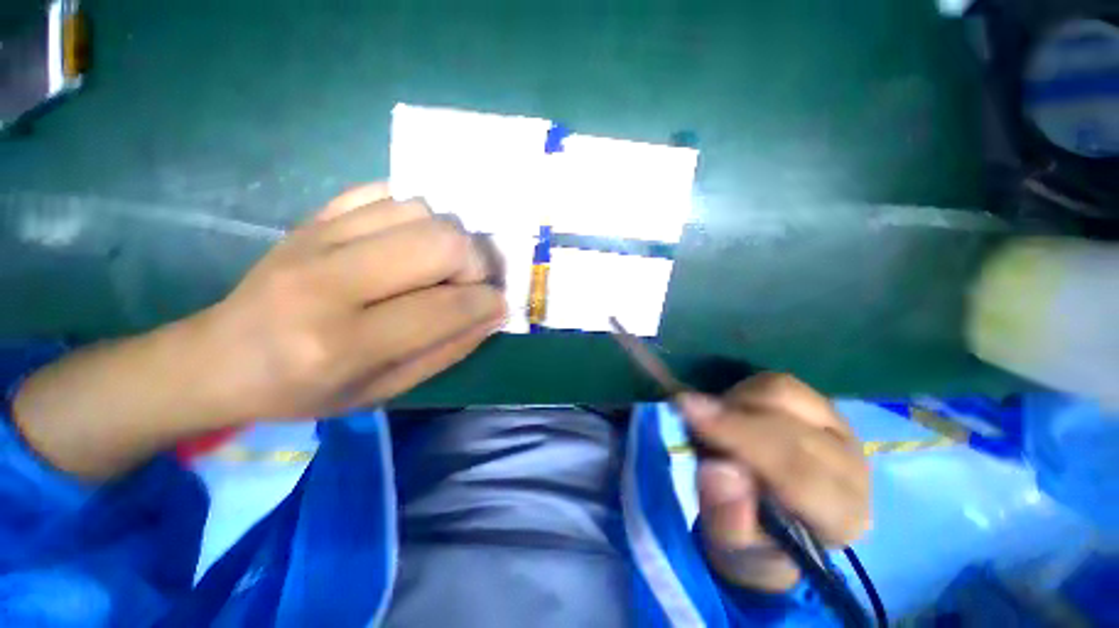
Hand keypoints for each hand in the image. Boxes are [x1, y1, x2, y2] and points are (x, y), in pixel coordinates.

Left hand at [195, 183, 506, 421]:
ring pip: (420, 209)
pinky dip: (416, 213)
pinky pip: (385, 193)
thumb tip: (493, 313)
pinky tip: (414, 239)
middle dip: (475, 260)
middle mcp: (329, 282)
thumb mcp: (384, 390)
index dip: (487, 302)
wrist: (219, 357)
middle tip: (473, 280)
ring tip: (442, 264)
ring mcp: (316, 238)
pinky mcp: (312, 217)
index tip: (499, 303)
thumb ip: (447, 350)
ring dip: (449, 237)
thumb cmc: (304, 390)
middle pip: (440, 241)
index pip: (446, 306)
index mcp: (344, 344)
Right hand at [677, 374, 870, 592]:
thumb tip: (718, 469)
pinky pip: (776, 382)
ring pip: (784, 392)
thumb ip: (728, 519)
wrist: (779, 526)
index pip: (797, 469)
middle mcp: (851, 468)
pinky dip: (744, 391)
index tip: (687, 409)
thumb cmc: (755, 545)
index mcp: (840, 517)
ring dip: (737, 401)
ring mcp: (839, 429)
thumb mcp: (733, 552)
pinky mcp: (820, 406)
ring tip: (716, 424)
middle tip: (688, 413)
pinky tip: (731, 413)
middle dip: (732, 416)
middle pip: (791, 423)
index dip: (739, 435)